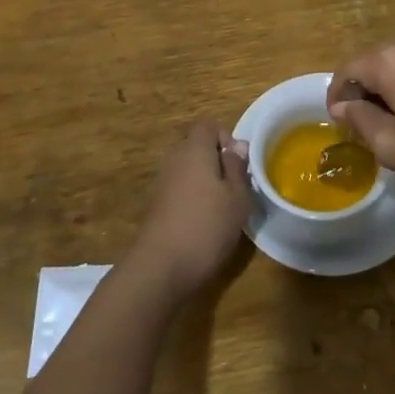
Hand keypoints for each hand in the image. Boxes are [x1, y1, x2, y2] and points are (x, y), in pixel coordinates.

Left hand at [128, 120, 252, 299]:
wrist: (160, 267)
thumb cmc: (207, 226)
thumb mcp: (237, 197)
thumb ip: (237, 168)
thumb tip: (236, 145)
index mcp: (194, 149)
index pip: (208, 125)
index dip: (226, 137)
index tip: (239, 162)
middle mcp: (174, 159)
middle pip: (197, 147)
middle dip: (217, 162)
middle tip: (235, 188)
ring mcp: (161, 183)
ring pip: (188, 171)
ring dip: (205, 183)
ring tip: (222, 210)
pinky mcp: (155, 206)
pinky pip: (179, 190)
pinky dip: (192, 200)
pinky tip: (203, 225)